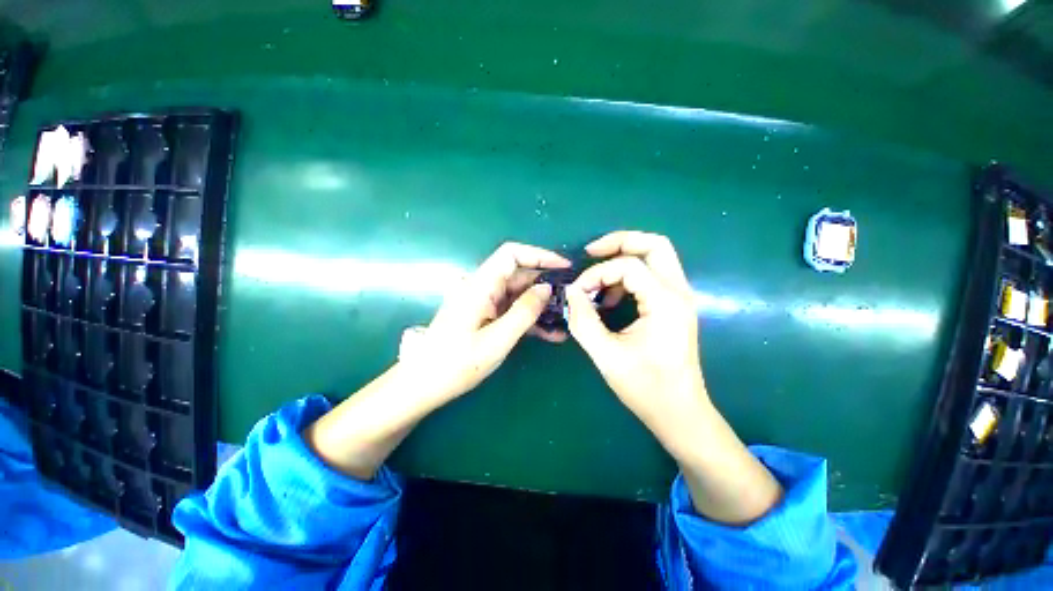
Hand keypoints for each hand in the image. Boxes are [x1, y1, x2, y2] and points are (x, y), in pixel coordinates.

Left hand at [306, 242, 568, 479]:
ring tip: (566, 318)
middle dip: (546, 284)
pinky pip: (511, 309)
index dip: (539, 255)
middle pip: (518, 274)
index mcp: (480, 285)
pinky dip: (530, 318)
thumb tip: (547, 289)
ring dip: (541, 304)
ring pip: (518, 293)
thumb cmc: (457, 364)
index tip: (564, 267)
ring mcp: (483, 302)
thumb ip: (524, 312)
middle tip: (572, 299)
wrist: (424, 384)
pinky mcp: (485, 315)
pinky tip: (550, 333)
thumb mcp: (497, 340)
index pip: (512, 254)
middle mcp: (481, 287)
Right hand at [565, 231, 706, 430]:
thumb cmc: (645, 387)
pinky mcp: (674, 306)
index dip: (597, 273)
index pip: (628, 266)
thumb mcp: (606, 355)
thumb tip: (571, 292)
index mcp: (665, 302)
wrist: (680, 413)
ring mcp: (679, 298)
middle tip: (591, 253)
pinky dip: (629, 277)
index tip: (577, 292)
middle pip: (654, 244)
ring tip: (598, 284)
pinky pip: (652, 275)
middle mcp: (678, 292)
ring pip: (655, 256)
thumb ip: (583, 320)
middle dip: (619, 242)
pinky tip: (611, 299)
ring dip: (623, 261)